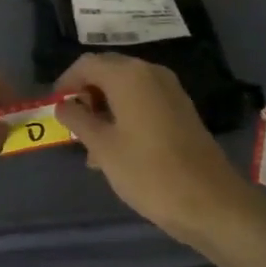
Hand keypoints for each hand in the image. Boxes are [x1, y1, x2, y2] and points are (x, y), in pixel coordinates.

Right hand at [54, 54, 254, 245]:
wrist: (211, 202)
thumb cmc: (148, 172)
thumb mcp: (103, 147)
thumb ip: (78, 120)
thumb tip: (63, 105)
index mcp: (129, 75)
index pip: (87, 64)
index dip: (66, 82)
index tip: (54, 107)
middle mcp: (151, 73)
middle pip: (108, 72)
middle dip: (86, 95)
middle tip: (73, 127)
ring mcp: (170, 90)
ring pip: (125, 89)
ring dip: (105, 108)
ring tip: (92, 147)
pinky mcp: (181, 110)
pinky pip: (144, 101)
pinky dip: (125, 115)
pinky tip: (117, 149)